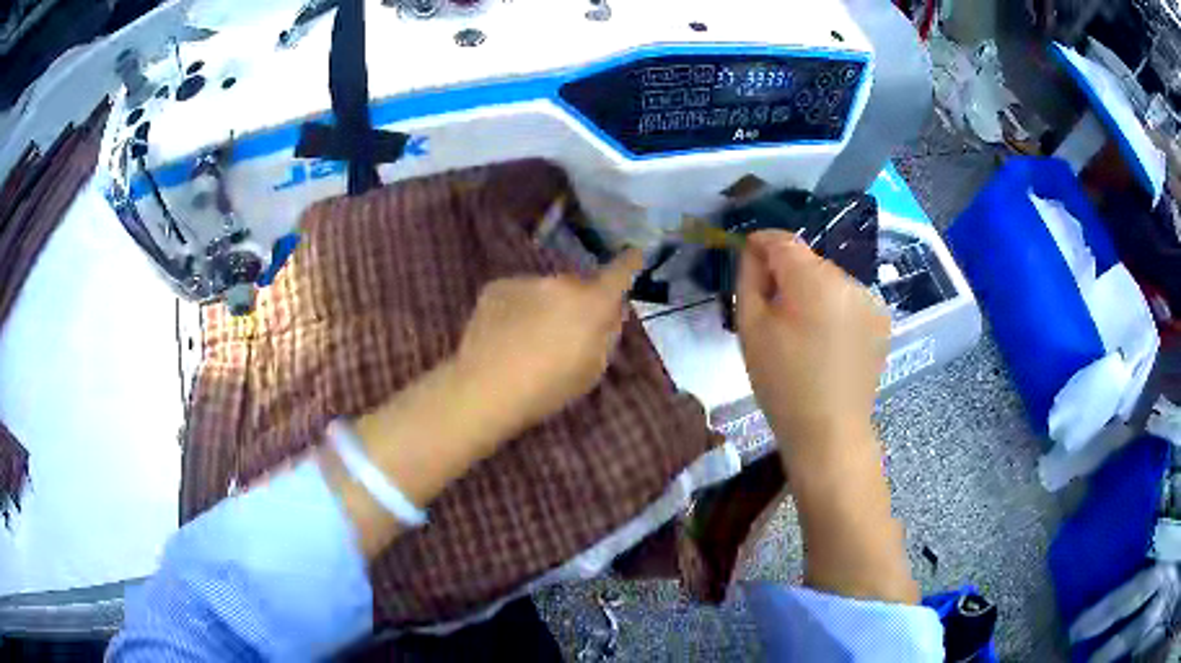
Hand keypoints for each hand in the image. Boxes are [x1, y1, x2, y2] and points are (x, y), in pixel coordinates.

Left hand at [454, 250, 643, 434]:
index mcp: (592, 303)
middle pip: (577, 286)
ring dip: (545, 305)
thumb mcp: (593, 369)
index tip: (635, 254)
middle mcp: (561, 282)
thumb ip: (606, 333)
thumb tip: (611, 311)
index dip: (630, 263)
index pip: (619, 272)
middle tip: (566, 332)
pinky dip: (517, 309)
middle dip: (578, 301)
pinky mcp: (496, 287)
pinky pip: (518, 294)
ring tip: (528, 339)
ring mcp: (525, 281)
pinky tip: (506, 335)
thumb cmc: (548, 388)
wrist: (486, 388)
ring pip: (545, 290)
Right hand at [736, 231, 888, 462]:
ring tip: (802, 331)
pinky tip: (827, 341)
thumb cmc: (782, 384)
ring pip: (829, 280)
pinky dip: (833, 309)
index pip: (783, 240)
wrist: (829, 432)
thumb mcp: (751, 329)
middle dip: (787, 274)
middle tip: (771, 308)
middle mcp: (848, 280)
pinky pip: (848, 300)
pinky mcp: (881, 320)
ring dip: (812, 292)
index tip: (747, 257)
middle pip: (808, 261)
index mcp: (814, 281)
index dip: (761, 243)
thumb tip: (754, 252)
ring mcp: (870, 300)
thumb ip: (749, 279)